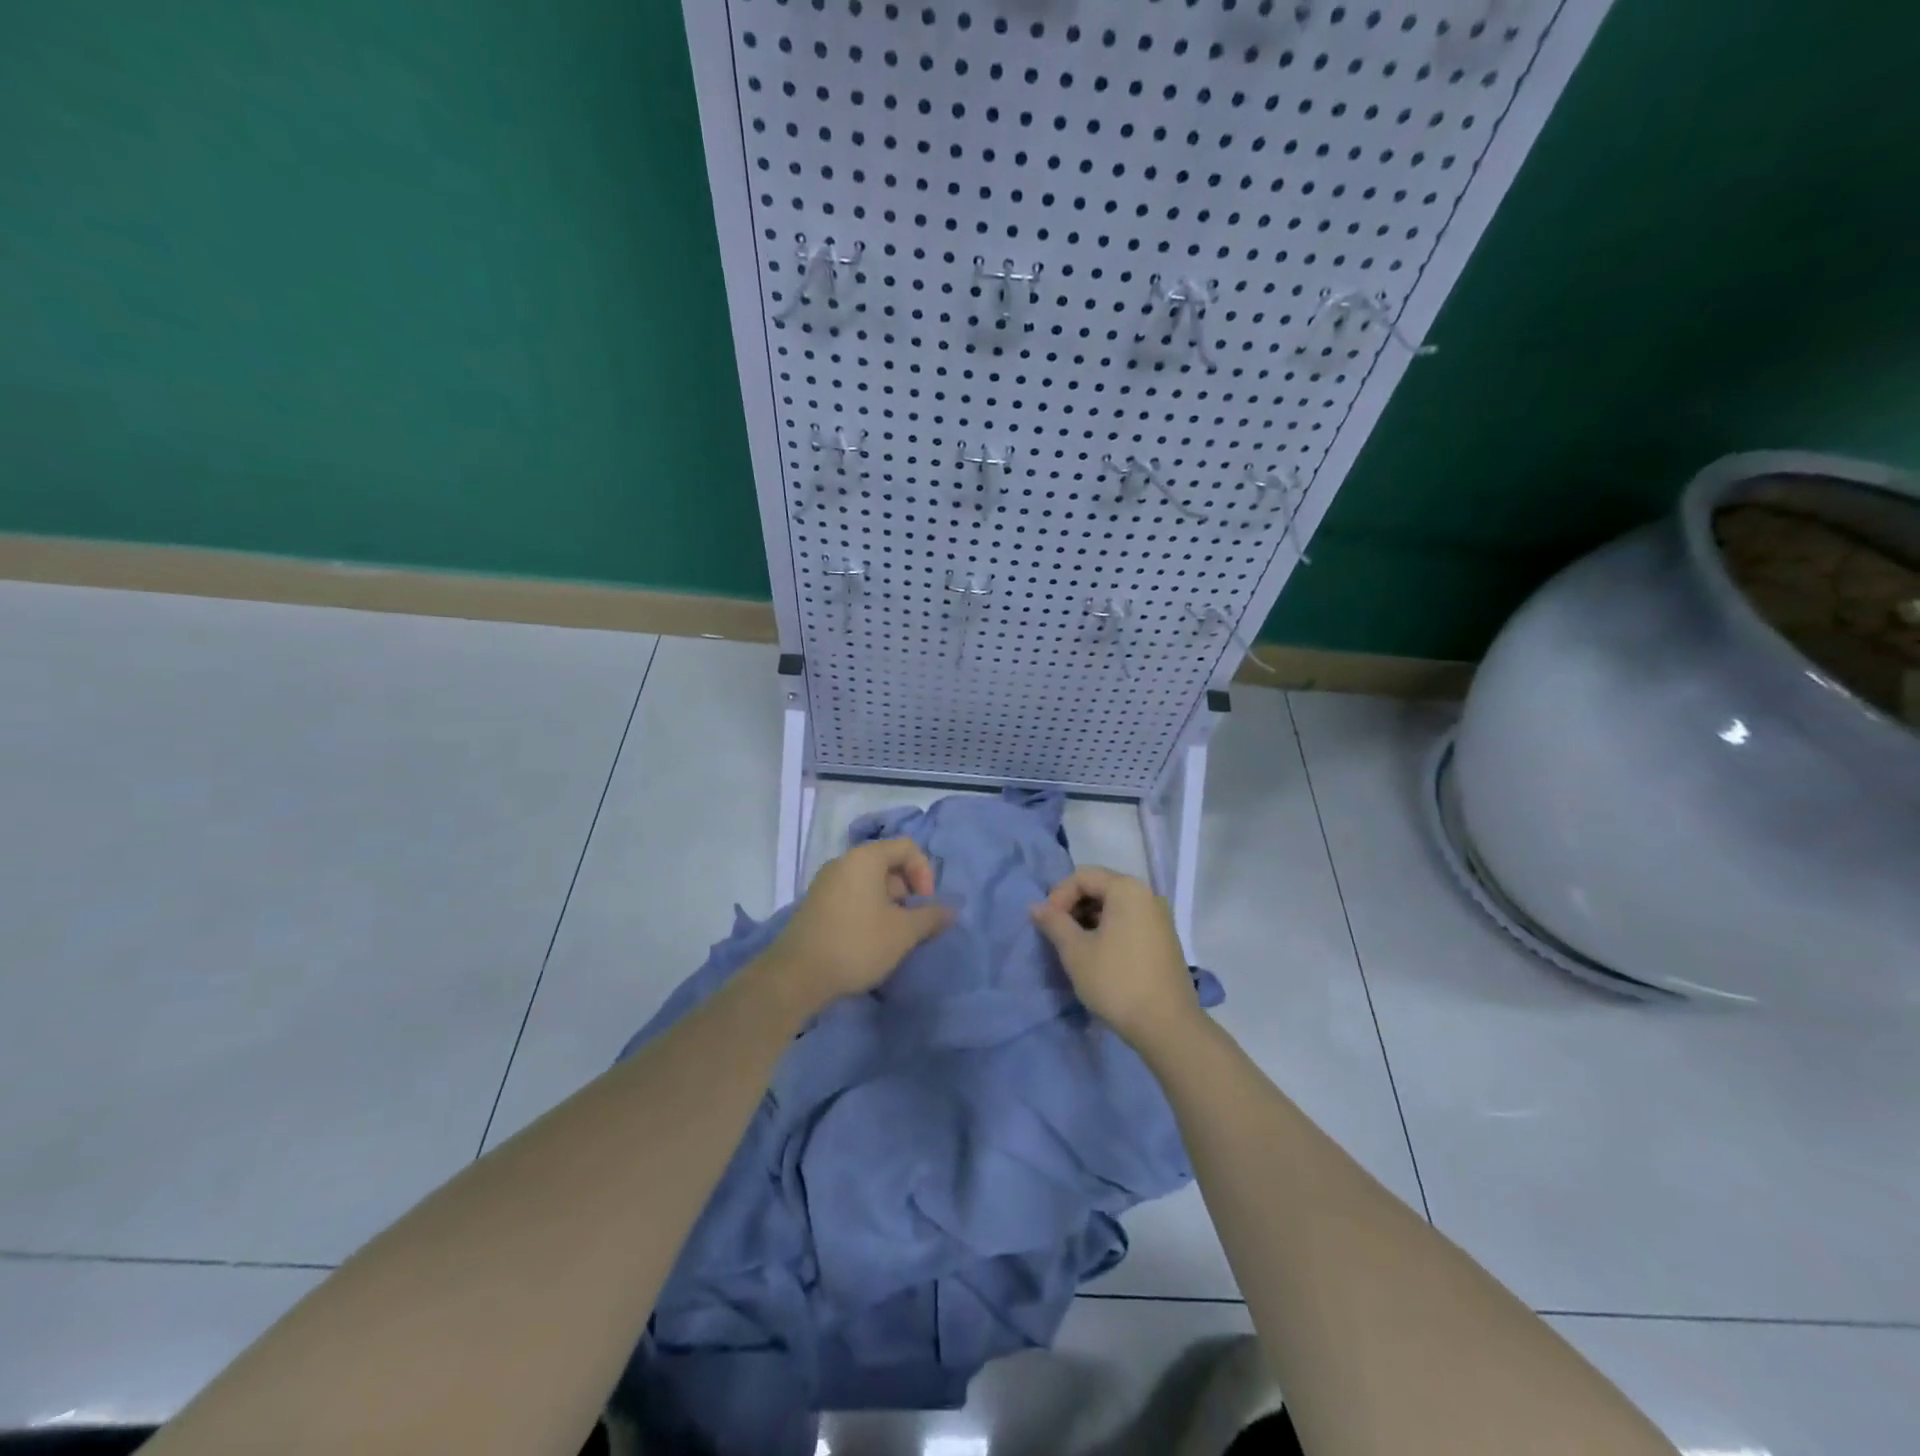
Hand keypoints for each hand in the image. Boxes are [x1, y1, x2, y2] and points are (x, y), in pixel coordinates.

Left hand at [765, 838, 953, 1011]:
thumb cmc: (857, 944)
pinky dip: (868, 912)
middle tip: (912, 924)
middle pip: (888, 864)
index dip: (924, 872)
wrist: (796, 976)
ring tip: (893, 937)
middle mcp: (843, 862)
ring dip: (889, 905)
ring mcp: (826, 883)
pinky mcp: (816, 905)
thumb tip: (950, 909)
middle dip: (907, 892)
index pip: (907, 847)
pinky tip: (870, 942)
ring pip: (870, 884)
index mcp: (865, 858)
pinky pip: (852, 897)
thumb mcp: (903, 932)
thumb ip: (931, 916)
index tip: (925, 904)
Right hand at [1030, 866, 1197, 1044]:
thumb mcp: (1076, 951)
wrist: (1167, 1026)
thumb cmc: (1116, 982)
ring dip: (1089, 920)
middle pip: (1100, 887)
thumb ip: (1054, 923)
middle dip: (1074, 907)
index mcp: (1127, 889)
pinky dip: (1109, 930)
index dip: (1059, 896)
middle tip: (1058, 934)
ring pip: (1115, 906)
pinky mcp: (1164, 939)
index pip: (1083, 876)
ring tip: (1075, 947)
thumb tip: (1036, 907)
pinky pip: (1129, 921)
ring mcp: (1159, 918)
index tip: (1048, 924)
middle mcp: (1148, 895)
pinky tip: (1098, 956)